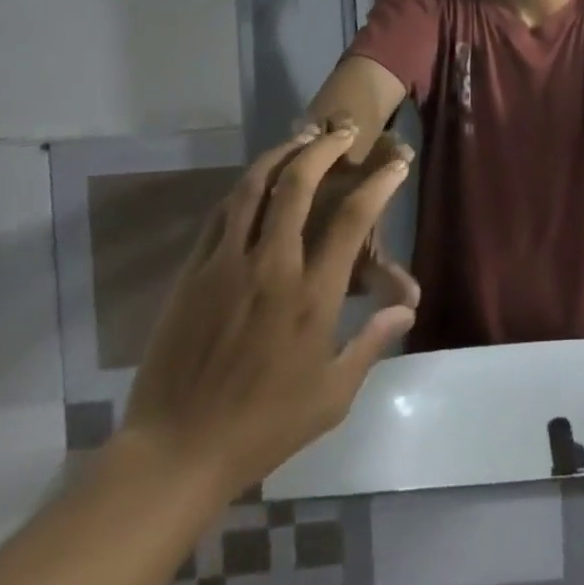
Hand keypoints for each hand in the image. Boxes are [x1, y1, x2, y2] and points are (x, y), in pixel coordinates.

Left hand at [120, 128, 416, 500]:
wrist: (175, 453)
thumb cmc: (263, 426)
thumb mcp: (332, 395)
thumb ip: (372, 342)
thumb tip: (407, 305)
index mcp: (312, 295)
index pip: (353, 218)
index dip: (380, 183)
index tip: (395, 165)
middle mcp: (271, 265)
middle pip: (299, 184)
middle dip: (325, 147)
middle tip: (343, 131)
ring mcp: (226, 264)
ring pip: (254, 187)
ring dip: (282, 153)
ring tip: (301, 136)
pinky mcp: (193, 272)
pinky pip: (222, 213)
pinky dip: (245, 187)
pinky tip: (257, 179)